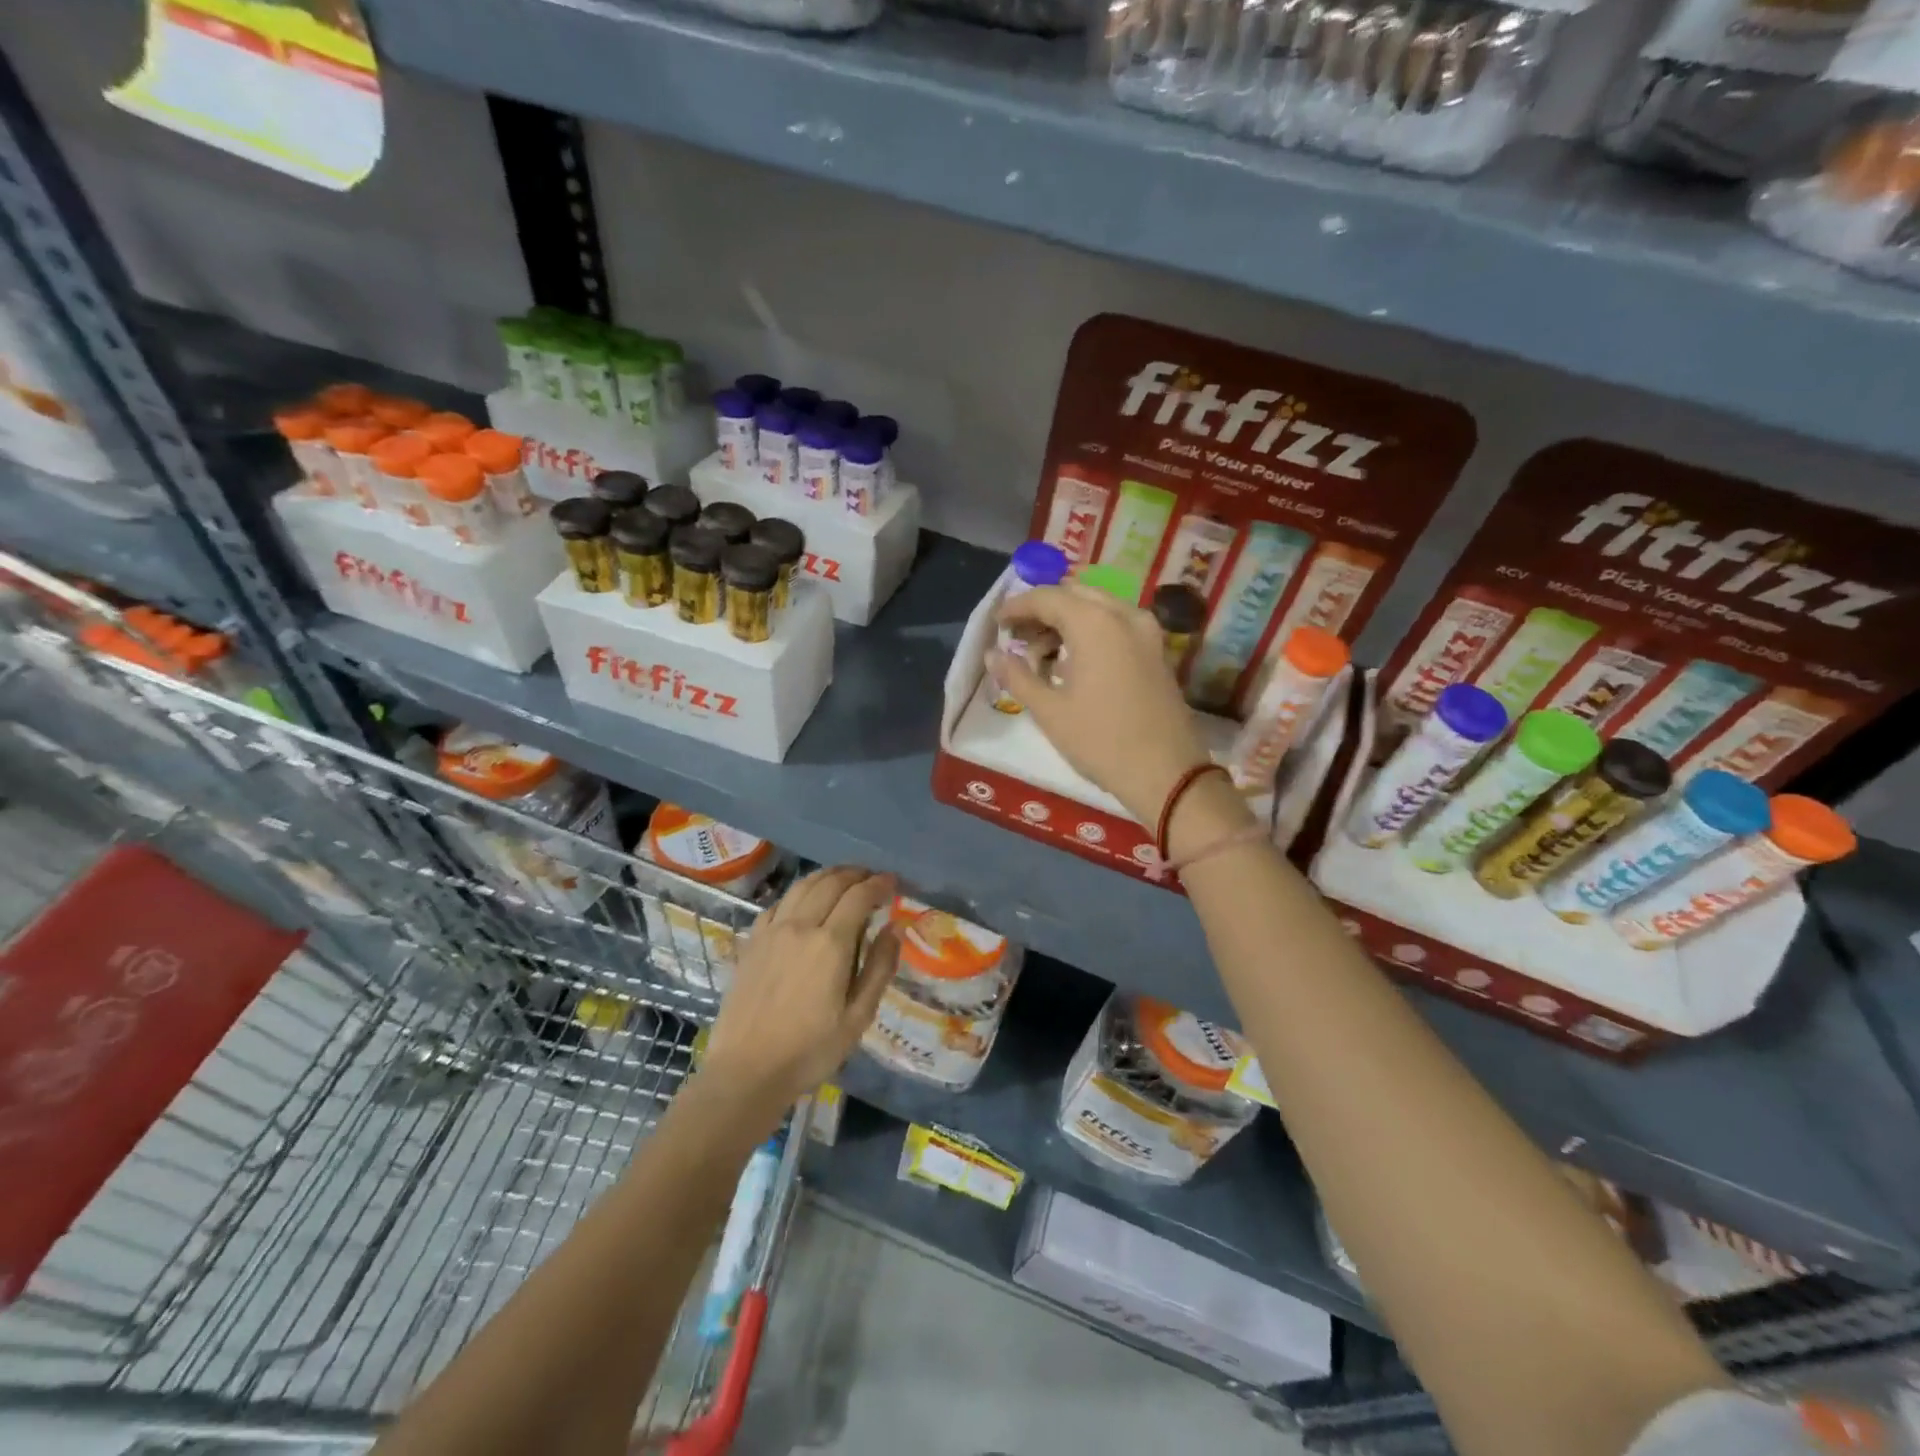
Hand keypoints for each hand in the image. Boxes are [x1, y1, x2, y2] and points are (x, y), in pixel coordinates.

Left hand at [698, 868, 900, 1117]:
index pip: (859, 896)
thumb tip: (894, 928)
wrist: (747, 1071)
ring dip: (827, 876)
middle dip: (856, 874)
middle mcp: (800, 926)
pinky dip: (799, 893)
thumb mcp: (858, 1017)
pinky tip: (805, 902)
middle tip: (872, 878)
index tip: (893, 882)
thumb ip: (880, 968)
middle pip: (831, 882)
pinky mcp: (752, 942)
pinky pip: (779, 903)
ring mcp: (772, 931)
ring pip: (802, 886)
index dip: (879, 884)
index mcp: (830, 943)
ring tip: (843, 879)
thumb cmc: (810, 1050)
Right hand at [987, 581, 1209, 823]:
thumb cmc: (1100, 741)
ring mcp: (1146, 631)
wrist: (1167, 774)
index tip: (997, 623)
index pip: (1047, 597)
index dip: (1017, 607)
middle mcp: (1123, 615)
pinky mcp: (1157, 650)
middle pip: (1074, 595)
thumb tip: (991, 655)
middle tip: (1018, 637)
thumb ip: (1017, 676)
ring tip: (1041, 655)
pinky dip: (1091, 631)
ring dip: (1067, 620)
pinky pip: (1117, 624)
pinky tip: (1074, 661)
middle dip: (1043, 611)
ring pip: (1098, 607)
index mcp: (1094, 622)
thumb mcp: (1049, 711)